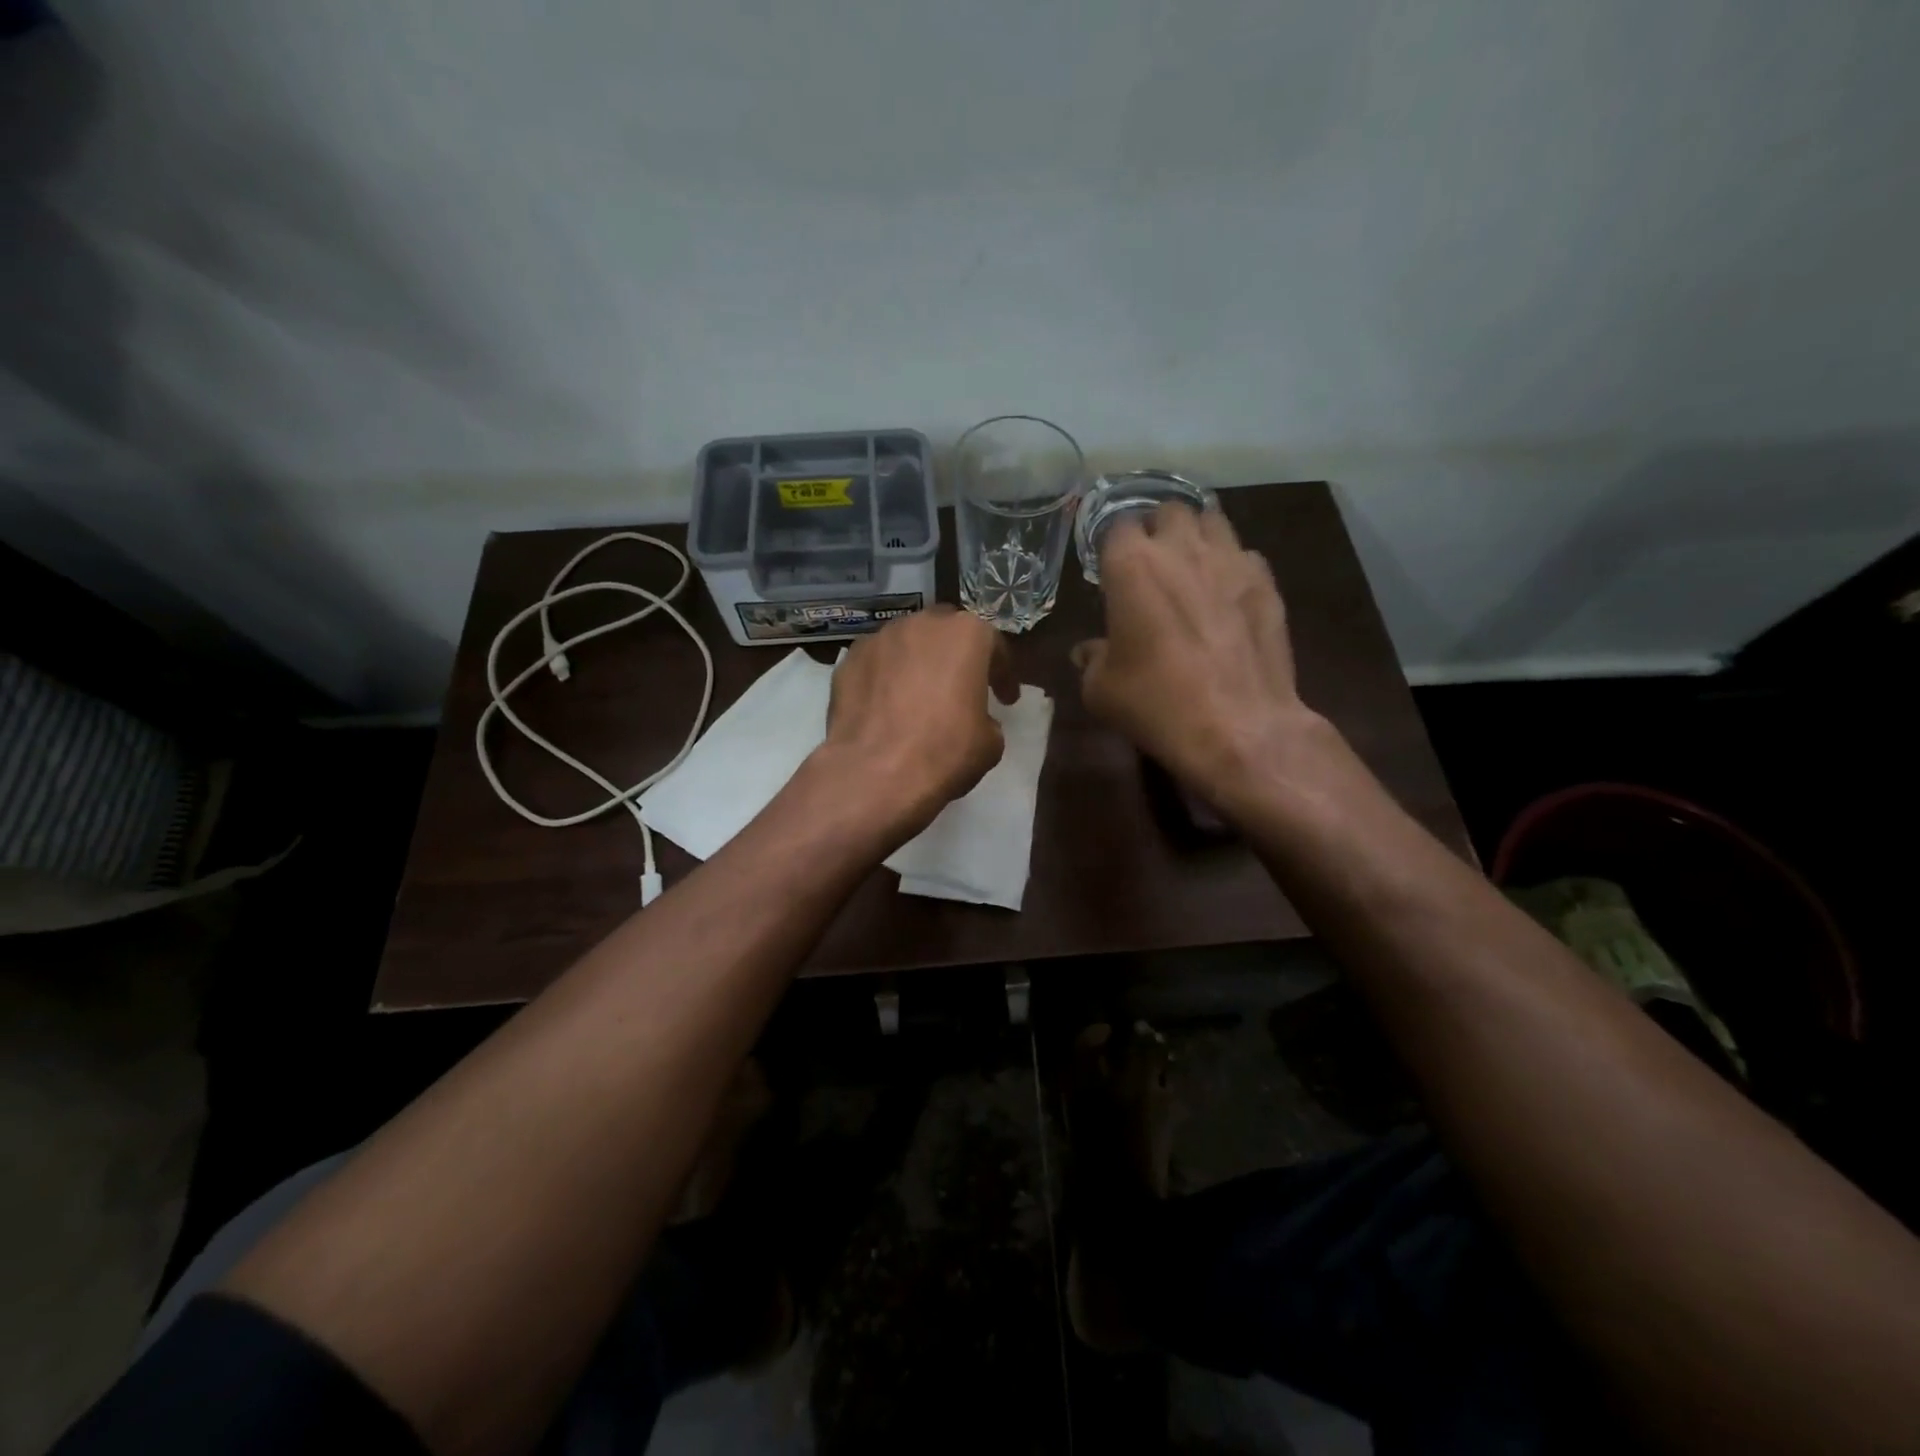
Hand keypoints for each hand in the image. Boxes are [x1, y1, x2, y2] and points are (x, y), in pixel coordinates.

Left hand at [812, 606, 1016, 840]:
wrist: (874, 773)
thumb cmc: (944, 752)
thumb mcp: (990, 742)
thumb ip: (986, 718)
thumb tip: (974, 720)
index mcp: (966, 634)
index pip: (994, 645)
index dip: (1002, 675)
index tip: (1006, 700)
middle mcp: (922, 624)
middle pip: (945, 632)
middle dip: (955, 656)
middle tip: (961, 687)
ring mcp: (879, 639)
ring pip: (906, 644)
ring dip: (917, 664)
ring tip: (919, 696)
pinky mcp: (848, 661)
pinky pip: (876, 664)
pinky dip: (885, 679)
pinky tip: (886, 708)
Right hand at [1073, 504, 1320, 815]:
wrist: (1237, 727)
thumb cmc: (1156, 704)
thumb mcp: (1101, 690)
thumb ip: (1092, 659)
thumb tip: (1089, 651)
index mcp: (1132, 566)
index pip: (1117, 525)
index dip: (1113, 545)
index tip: (1111, 568)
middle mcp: (1181, 549)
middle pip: (1169, 511)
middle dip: (1157, 530)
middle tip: (1151, 563)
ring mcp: (1231, 560)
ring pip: (1212, 520)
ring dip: (1197, 536)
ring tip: (1191, 567)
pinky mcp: (1266, 582)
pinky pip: (1244, 555)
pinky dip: (1232, 566)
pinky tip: (1227, 595)